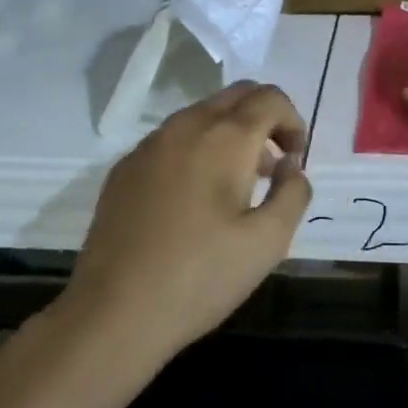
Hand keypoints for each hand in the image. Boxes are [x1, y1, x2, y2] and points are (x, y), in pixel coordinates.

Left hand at [63, 82, 312, 366]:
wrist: (113, 312)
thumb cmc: (200, 277)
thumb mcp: (269, 242)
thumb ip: (293, 192)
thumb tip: (289, 164)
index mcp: (225, 137)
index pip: (270, 98)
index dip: (293, 121)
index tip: (294, 160)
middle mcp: (186, 125)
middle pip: (236, 94)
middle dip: (263, 118)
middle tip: (272, 164)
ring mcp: (150, 144)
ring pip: (201, 113)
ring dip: (229, 132)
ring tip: (236, 184)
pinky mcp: (125, 167)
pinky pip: (172, 138)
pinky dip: (196, 148)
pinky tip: (192, 199)